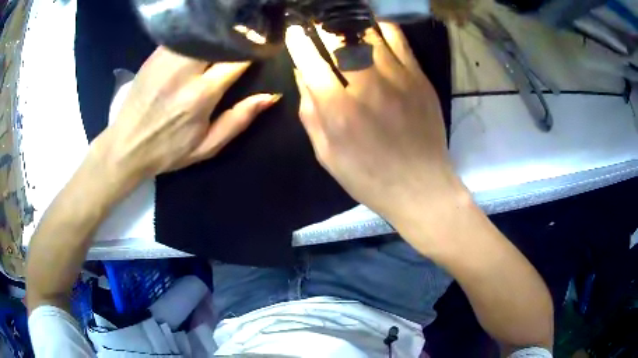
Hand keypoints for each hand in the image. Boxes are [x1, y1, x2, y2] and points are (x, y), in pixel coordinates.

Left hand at [98, 47, 279, 178]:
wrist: (126, 146)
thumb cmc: (168, 150)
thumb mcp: (207, 146)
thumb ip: (239, 120)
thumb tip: (270, 97)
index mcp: (201, 94)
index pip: (238, 58)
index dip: (254, 49)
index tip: (262, 47)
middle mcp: (185, 71)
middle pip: (220, 39)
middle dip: (237, 36)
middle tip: (245, 38)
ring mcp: (167, 59)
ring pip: (202, 33)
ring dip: (217, 34)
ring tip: (224, 38)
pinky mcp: (154, 55)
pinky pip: (183, 36)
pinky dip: (197, 36)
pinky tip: (201, 41)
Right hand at [285, 24, 463, 227]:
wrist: (421, 186)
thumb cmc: (369, 178)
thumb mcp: (327, 155)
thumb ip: (310, 113)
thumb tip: (302, 74)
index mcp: (338, 110)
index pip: (309, 61)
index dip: (297, 41)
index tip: (294, 31)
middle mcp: (366, 87)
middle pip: (338, 39)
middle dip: (322, 26)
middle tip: (316, 23)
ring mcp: (397, 78)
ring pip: (368, 33)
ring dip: (350, 24)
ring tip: (342, 22)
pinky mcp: (419, 78)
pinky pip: (399, 40)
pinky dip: (382, 27)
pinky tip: (373, 27)